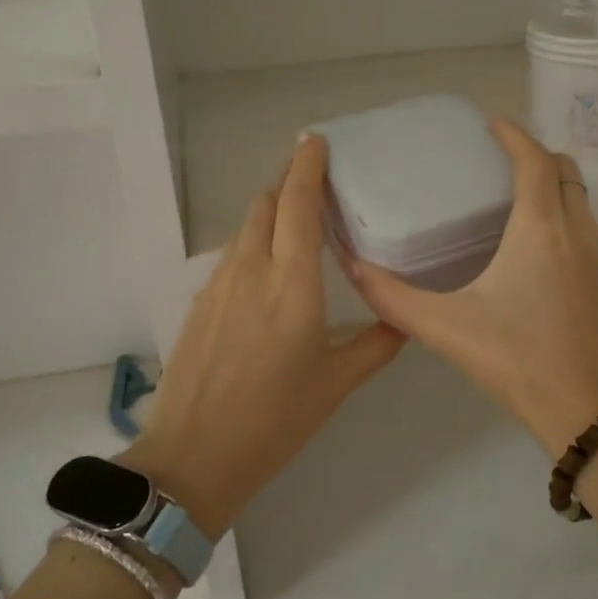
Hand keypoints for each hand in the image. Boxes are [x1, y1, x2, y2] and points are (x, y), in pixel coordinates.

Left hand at [127, 135, 405, 534]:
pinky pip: (231, 255)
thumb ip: (376, 345)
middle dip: (288, 182)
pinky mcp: (200, 303)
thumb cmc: (275, 421)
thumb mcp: (336, 385)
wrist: (193, 457)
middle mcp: (251, 270)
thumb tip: (404, 320)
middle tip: (315, 179)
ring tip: (295, 219)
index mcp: (291, 284)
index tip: (315, 141)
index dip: (306, 167)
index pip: (297, 205)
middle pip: (265, 204)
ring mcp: (218, 285)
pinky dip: (253, 242)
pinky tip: (267, 267)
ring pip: (245, 228)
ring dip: (269, 211)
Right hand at [346, 120, 597, 455]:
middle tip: (497, 161)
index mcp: (541, 229)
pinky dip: (563, 214)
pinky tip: (532, 246)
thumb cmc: (518, 361)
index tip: (490, 124)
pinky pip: (586, 228)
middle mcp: (577, 233)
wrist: (590, 412)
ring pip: (580, 200)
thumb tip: (352, 268)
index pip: (534, 161)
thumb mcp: (447, 328)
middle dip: (536, 155)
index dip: (514, 135)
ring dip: (552, 185)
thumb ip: (394, 298)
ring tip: (511, 197)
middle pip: (565, 172)